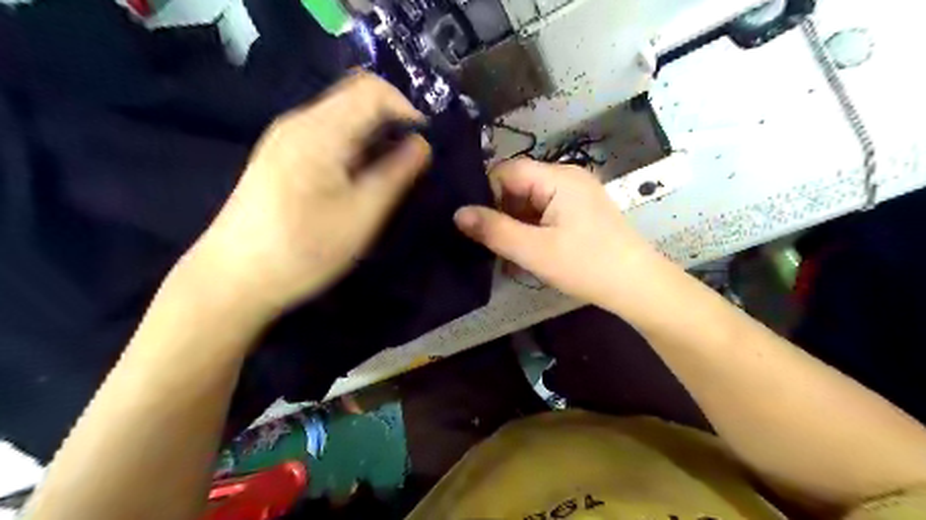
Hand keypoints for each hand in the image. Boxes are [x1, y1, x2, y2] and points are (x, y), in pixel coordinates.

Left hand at [183, 70, 431, 317]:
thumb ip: (396, 174)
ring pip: (342, 117)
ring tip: (388, 174)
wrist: (233, 279)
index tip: (424, 144)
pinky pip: (327, 135)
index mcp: (320, 130)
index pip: (372, 89)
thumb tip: (422, 144)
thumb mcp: (363, 214)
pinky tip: (357, 179)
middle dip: (391, 122)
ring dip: (373, 136)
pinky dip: (353, 146)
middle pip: (356, 97)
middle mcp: (299, 122)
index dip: (406, 108)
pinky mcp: (280, 156)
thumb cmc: (304, 250)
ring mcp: (285, 138)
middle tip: (410, 161)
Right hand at [455, 159, 658, 304]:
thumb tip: (457, 213)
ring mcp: (576, 194)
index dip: (486, 195)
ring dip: (516, 227)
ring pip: (530, 203)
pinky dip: (532, 231)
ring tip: (507, 256)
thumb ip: (493, 230)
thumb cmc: (586, 265)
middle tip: (490, 246)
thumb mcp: (534, 250)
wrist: (637, 286)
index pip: (506, 171)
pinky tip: (527, 254)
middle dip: (501, 215)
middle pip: (518, 186)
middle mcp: (567, 177)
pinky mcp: (580, 212)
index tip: (476, 225)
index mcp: (557, 177)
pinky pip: (546, 214)